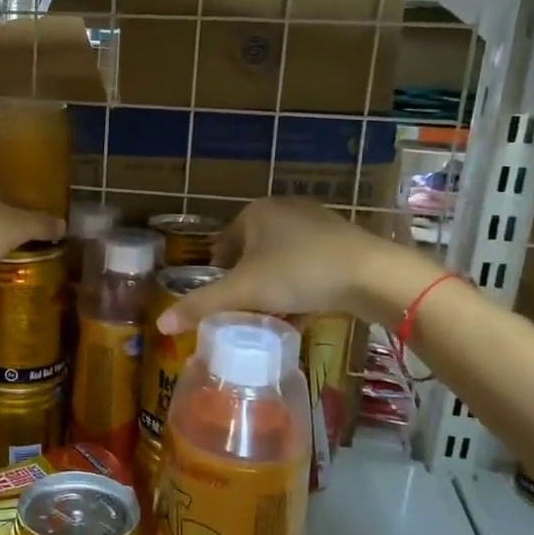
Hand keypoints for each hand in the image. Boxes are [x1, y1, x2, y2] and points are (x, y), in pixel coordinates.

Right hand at [155, 198, 441, 332]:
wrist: (373, 275)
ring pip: (280, 263)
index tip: (224, 305)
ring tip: (274, 318)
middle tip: (247, 315)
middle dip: (247, 286)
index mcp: (255, 212)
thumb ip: (201, 306)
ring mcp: (316, 224)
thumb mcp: (244, 292)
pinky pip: (307, 267)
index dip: (219, 277)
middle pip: (251, 256)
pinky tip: (302, 314)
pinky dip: (300, 289)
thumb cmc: (299, 273)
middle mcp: (283, 210)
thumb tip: (160, 324)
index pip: (222, 246)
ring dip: (273, 290)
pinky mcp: (342, 242)